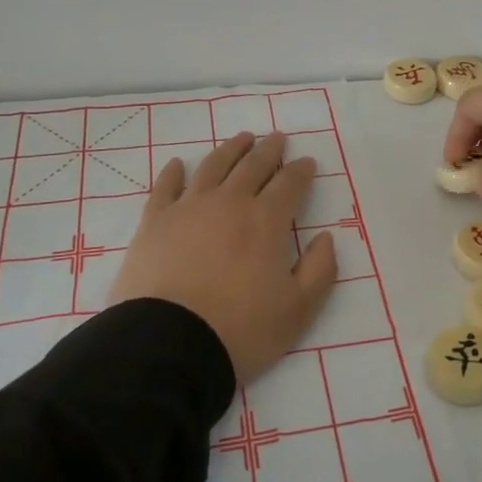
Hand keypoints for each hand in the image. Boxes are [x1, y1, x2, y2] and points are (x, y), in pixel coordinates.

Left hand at [109, 132, 337, 382]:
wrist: (170, 344)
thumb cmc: (241, 329)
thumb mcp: (298, 310)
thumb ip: (320, 270)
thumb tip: (326, 238)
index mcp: (266, 221)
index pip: (289, 184)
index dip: (301, 171)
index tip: (307, 161)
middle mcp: (229, 203)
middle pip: (252, 166)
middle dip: (268, 150)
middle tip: (276, 137)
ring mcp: (188, 208)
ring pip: (213, 167)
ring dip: (230, 150)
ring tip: (241, 138)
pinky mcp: (154, 222)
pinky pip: (165, 187)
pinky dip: (174, 172)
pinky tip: (179, 164)